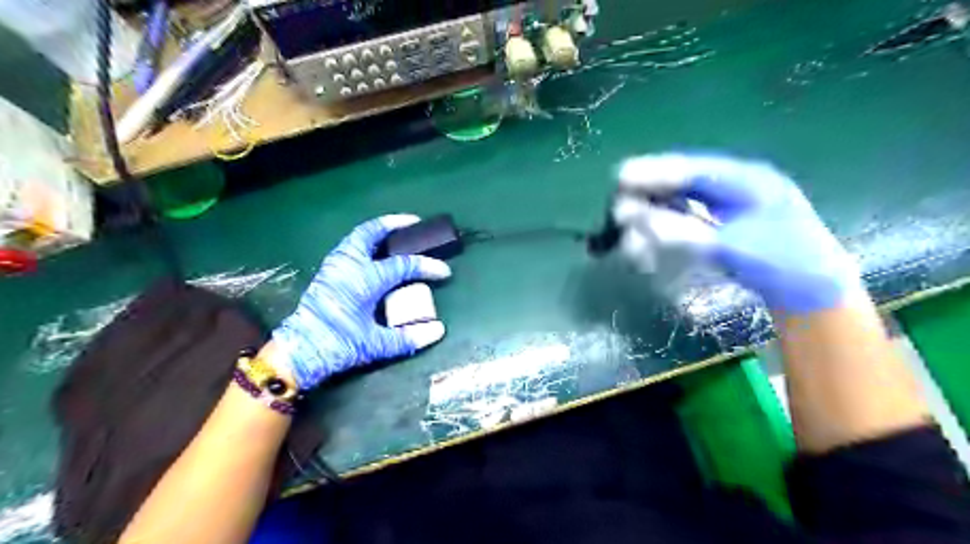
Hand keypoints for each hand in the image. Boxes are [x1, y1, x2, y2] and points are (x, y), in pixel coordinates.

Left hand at [273, 215, 449, 387]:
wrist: (298, 352)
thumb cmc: (338, 345)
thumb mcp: (375, 344)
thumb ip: (408, 337)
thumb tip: (439, 330)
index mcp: (364, 280)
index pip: (403, 266)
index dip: (427, 267)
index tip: (445, 272)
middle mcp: (349, 266)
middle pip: (371, 233)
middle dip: (394, 224)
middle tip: (414, 222)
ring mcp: (335, 266)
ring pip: (357, 237)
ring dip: (377, 230)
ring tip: (394, 232)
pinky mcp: (327, 272)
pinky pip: (349, 246)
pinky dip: (365, 241)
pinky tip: (374, 251)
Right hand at [612, 153, 864, 312]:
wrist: (811, 292)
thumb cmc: (783, 263)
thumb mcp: (736, 246)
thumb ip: (685, 232)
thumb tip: (636, 219)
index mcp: (747, 180)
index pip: (693, 170)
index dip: (655, 172)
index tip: (621, 177)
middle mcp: (732, 190)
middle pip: (681, 186)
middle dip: (648, 199)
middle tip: (617, 213)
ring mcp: (725, 210)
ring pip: (679, 207)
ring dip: (652, 223)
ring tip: (629, 243)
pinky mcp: (718, 230)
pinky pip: (684, 227)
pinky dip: (663, 238)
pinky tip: (646, 252)